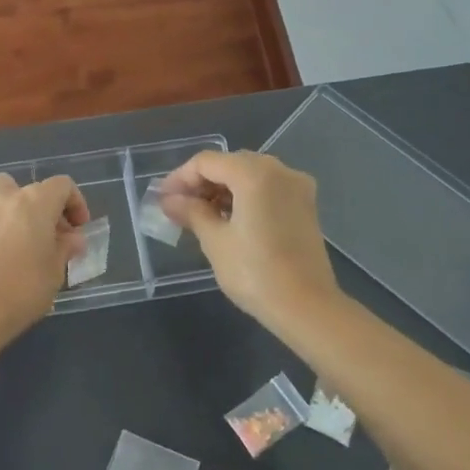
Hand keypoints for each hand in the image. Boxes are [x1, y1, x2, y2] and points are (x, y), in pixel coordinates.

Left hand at [0, 173, 89, 334]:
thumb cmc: (23, 290)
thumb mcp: (55, 272)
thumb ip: (65, 248)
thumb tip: (73, 239)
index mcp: (37, 202)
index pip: (63, 186)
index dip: (75, 203)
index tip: (77, 229)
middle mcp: (7, 196)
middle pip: (31, 189)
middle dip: (45, 209)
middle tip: (50, 238)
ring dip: (11, 202)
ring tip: (14, 229)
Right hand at [158, 150, 339, 331]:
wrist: (306, 307)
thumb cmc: (255, 272)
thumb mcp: (215, 241)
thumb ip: (192, 212)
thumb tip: (170, 201)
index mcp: (255, 174)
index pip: (207, 162)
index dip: (180, 178)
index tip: (162, 199)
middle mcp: (280, 170)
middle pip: (230, 164)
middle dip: (202, 182)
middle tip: (178, 207)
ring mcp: (297, 187)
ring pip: (250, 175)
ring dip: (223, 190)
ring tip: (199, 215)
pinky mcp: (305, 206)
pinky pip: (267, 189)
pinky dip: (244, 197)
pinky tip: (228, 219)